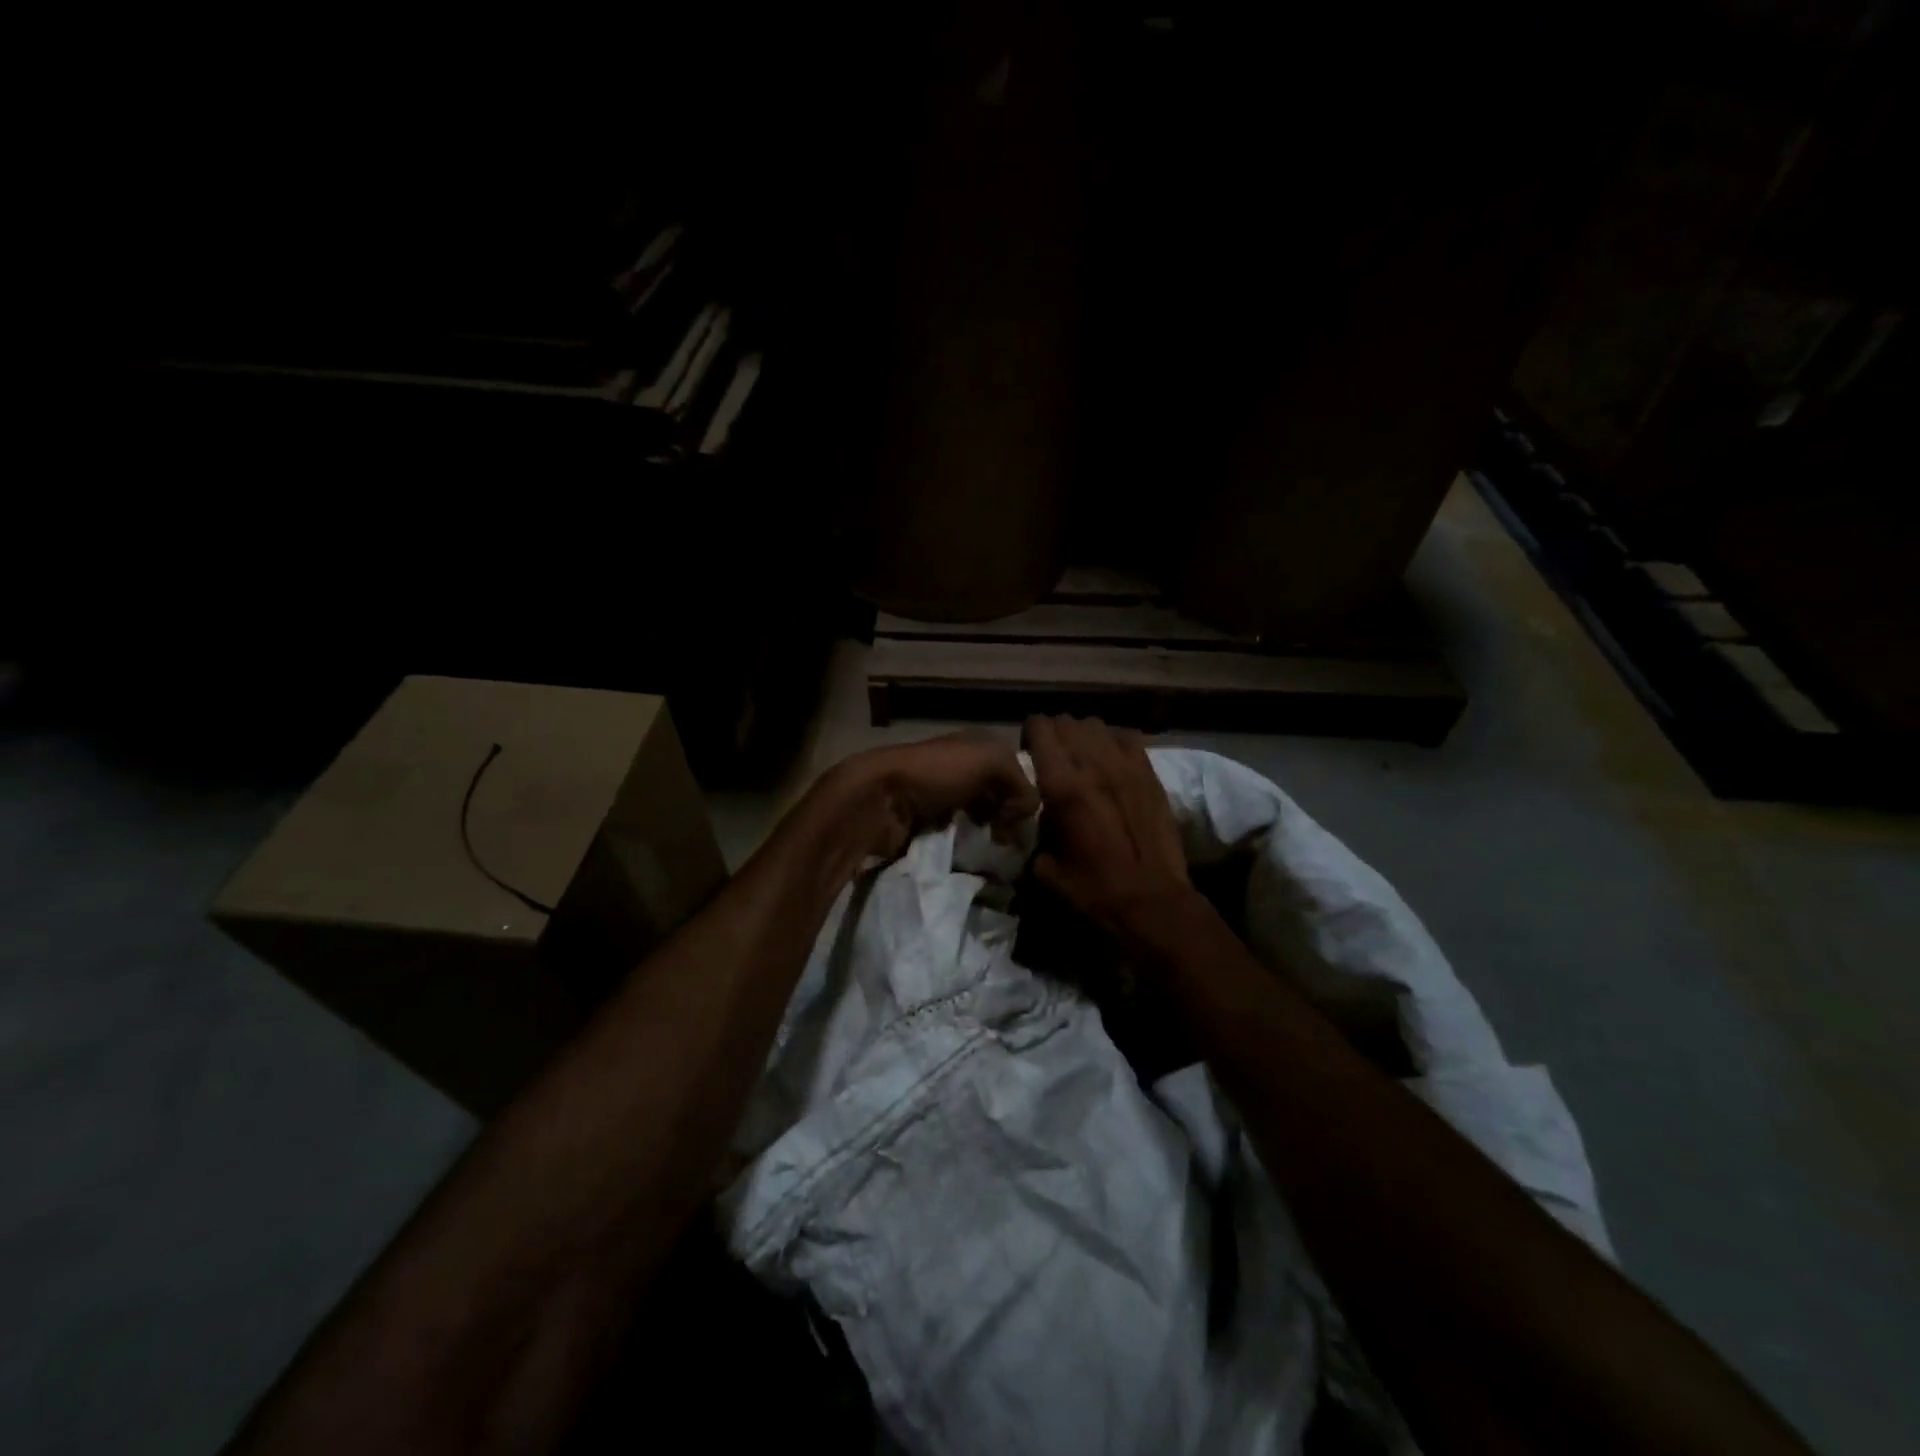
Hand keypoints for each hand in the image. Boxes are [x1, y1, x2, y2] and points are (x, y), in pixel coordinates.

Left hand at [822, 733, 1038, 862]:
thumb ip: (1021, 783)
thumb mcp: (990, 762)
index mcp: (977, 745)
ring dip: (990, 833)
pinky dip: (968, 845)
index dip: (1026, 794)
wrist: (880, 799)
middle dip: (1010, 817)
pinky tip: (973, 854)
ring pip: (981, 816)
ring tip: (995, 850)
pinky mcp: (928, 823)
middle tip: (1011, 840)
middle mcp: (962, 767)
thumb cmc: (937, 773)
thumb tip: (1025, 816)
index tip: (1025, 820)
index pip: (1017, 769)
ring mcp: (943, 796)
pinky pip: (960, 835)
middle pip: (1000, 794)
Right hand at [1023, 715, 1191, 936]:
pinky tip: (1110, 761)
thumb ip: (1033, 833)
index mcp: (1062, 786)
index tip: (1027, 754)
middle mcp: (1093, 765)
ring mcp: (1126, 766)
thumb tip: (1029, 819)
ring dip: (1081, 736)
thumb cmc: (1093, 889)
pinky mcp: (1149, 773)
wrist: (1151, 901)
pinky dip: (1112, 742)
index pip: (1040, 728)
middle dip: (1052, 734)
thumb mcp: (1044, 868)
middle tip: (1051, 758)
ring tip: (1081, 758)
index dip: (1029, 735)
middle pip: (1066, 721)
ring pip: (1095, 725)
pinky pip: (1126, 737)